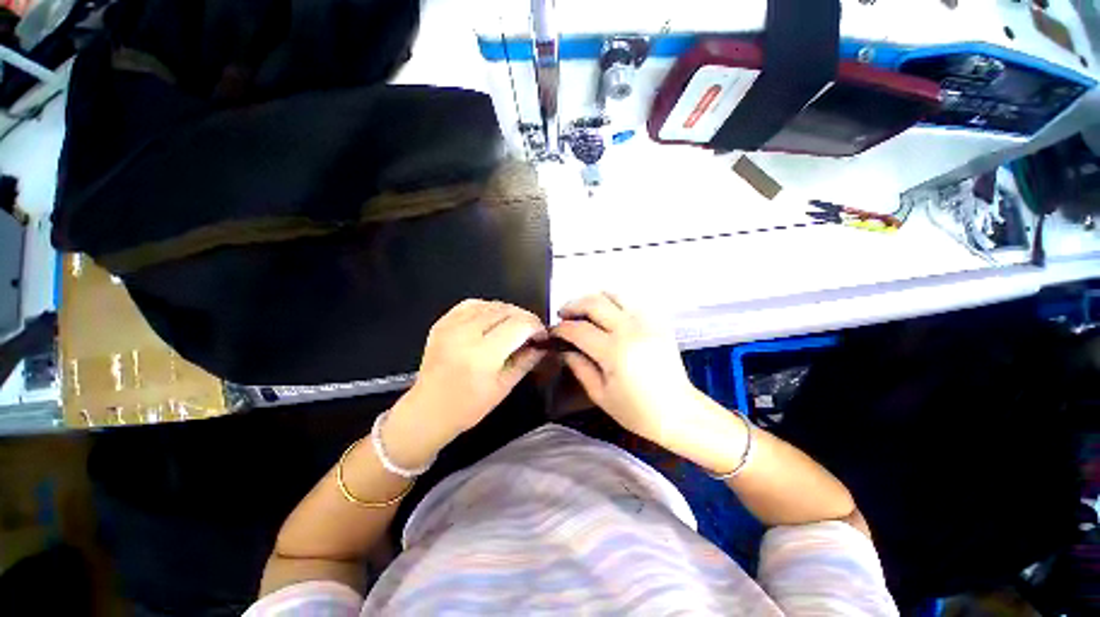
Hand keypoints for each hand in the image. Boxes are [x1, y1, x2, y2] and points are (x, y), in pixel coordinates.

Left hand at [397, 299, 547, 448]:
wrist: (427, 410)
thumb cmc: (468, 406)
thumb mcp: (504, 387)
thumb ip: (526, 361)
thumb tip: (543, 345)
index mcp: (482, 354)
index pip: (519, 325)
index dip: (536, 326)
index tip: (541, 336)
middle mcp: (465, 333)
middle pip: (506, 310)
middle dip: (525, 318)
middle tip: (531, 332)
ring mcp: (451, 325)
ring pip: (491, 304)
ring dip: (509, 312)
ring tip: (514, 327)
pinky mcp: (442, 322)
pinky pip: (472, 304)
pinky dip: (488, 308)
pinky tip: (493, 320)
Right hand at [552, 293, 696, 443]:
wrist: (679, 413)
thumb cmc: (637, 411)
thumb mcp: (600, 395)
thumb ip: (579, 368)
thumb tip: (564, 350)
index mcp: (614, 351)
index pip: (579, 329)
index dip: (561, 329)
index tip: (553, 332)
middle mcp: (630, 329)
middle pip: (594, 302)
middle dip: (573, 305)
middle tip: (563, 314)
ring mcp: (646, 322)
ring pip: (614, 294)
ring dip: (594, 299)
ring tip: (584, 310)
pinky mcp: (658, 322)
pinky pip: (632, 301)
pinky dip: (615, 302)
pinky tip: (609, 314)